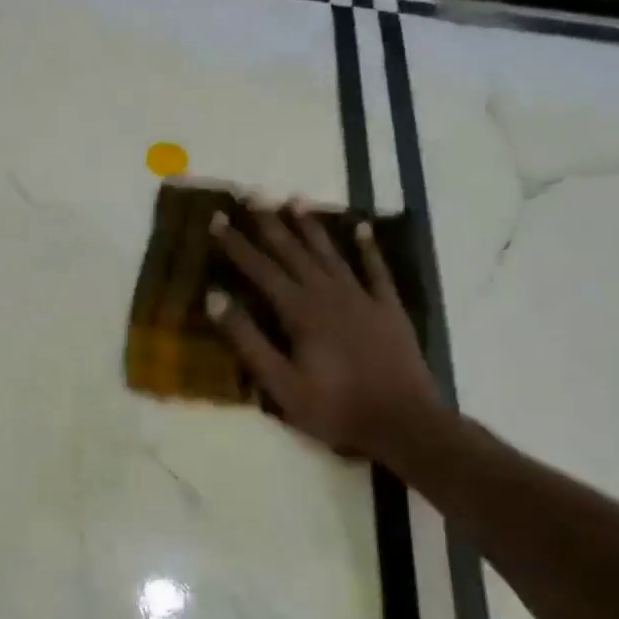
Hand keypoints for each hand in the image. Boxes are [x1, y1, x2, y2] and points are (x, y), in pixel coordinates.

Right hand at [209, 201, 445, 463]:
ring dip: (311, 227)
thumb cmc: (334, 408)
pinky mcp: (388, 309)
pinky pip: (376, 270)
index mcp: (299, 312)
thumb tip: (215, 298)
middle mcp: (329, 294)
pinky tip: (360, 228)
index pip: (260, 269)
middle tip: (252, 195)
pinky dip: (367, 248)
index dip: (236, 244)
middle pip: (293, 252)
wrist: (403, 423)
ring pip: (331, 253)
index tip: (216, 218)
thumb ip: (247, 339)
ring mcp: (362, 298)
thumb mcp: (279, 383)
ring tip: (295, 200)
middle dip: (269, 224)